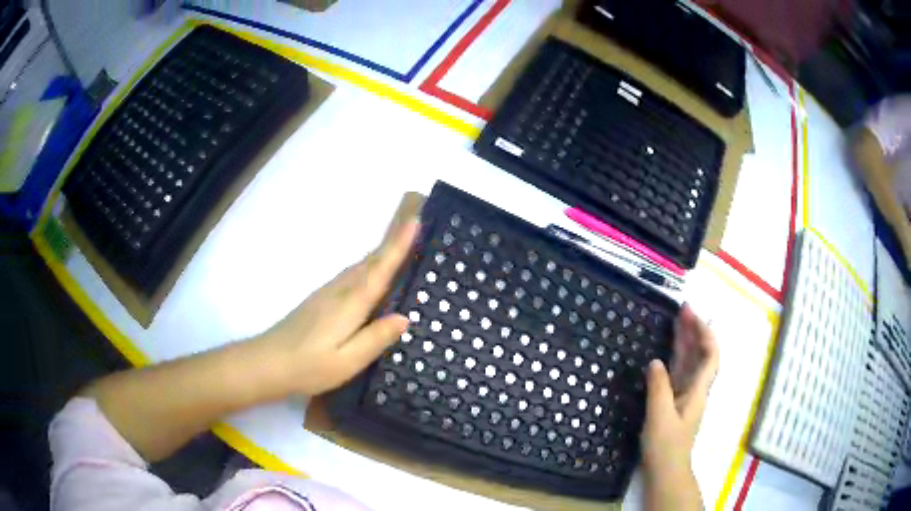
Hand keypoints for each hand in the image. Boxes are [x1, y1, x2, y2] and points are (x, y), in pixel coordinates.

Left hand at [258, 219, 419, 396]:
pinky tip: (369, 276)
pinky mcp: (318, 301)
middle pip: (369, 262)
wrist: (266, 363)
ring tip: (400, 247)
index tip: (415, 221)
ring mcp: (325, 294)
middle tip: (415, 229)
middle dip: (392, 244)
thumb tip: (404, 317)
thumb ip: (376, 338)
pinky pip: (349, 277)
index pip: (380, 270)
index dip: (398, 246)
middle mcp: (338, 292)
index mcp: (349, 304)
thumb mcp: (347, 361)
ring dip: (380, 254)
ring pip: (358, 268)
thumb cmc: (308, 367)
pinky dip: (366, 268)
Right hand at [641, 304, 718, 481]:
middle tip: (683, 309)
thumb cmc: (666, 445)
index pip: (710, 356)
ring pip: (690, 363)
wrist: (666, 470)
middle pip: (701, 355)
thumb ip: (658, 388)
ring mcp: (686, 396)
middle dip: (695, 331)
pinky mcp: (675, 402)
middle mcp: (696, 389)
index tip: (693, 316)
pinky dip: (675, 358)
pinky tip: (667, 351)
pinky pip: (679, 373)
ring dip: (686, 341)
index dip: (705, 333)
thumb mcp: (659, 416)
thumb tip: (655, 362)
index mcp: (698, 391)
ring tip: (677, 321)